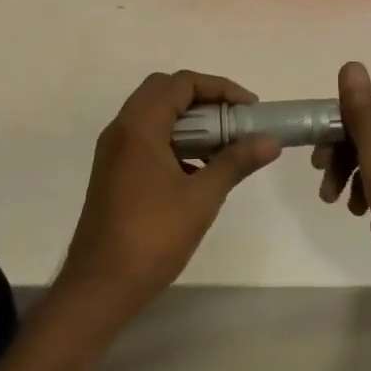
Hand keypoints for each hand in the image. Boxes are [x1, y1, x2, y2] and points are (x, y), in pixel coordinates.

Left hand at [56, 70, 279, 321]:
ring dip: (189, 120)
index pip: (181, 83)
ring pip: (154, 115)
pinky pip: (147, 138)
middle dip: (204, 99)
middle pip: (165, 91)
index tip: (249, 109)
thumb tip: (271, 140)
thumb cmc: (152, 237)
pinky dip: (174, 139)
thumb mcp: (202, 197)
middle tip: (234, 120)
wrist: (100, 287)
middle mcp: (122, 129)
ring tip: (222, 144)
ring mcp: (114, 151)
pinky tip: (198, 169)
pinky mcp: (114, 172)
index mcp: (139, 126)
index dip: (220, 88)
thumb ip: (236, 162)